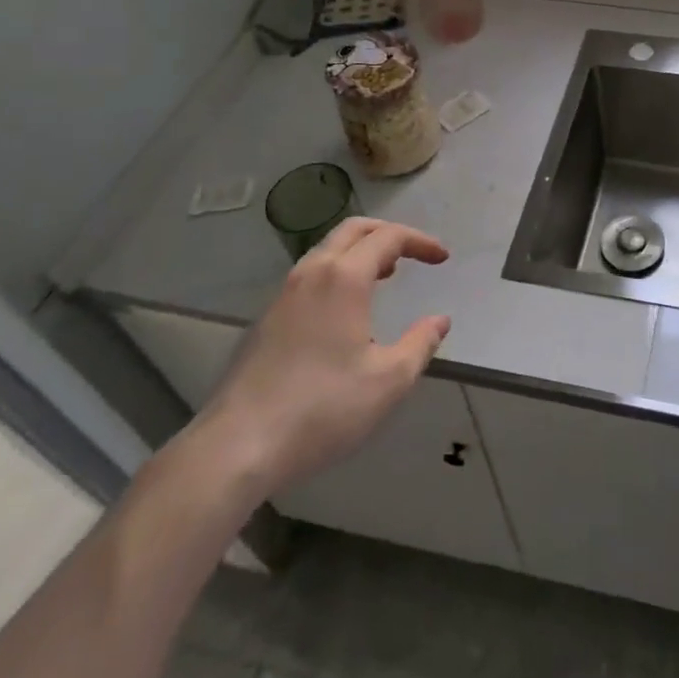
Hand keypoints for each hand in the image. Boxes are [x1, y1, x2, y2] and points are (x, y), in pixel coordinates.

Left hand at [194, 219, 449, 500]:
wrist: (237, 447)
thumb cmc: (322, 409)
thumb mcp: (388, 381)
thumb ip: (420, 344)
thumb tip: (439, 320)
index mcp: (343, 278)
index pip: (388, 237)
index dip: (420, 242)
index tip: (442, 259)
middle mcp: (311, 274)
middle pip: (352, 230)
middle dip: (387, 234)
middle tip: (413, 253)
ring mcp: (283, 295)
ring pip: (326, 251)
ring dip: (360, 252)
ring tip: (384, 275)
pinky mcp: (265, 320)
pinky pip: (309, 276)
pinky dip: (337, 273)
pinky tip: (345, 310)